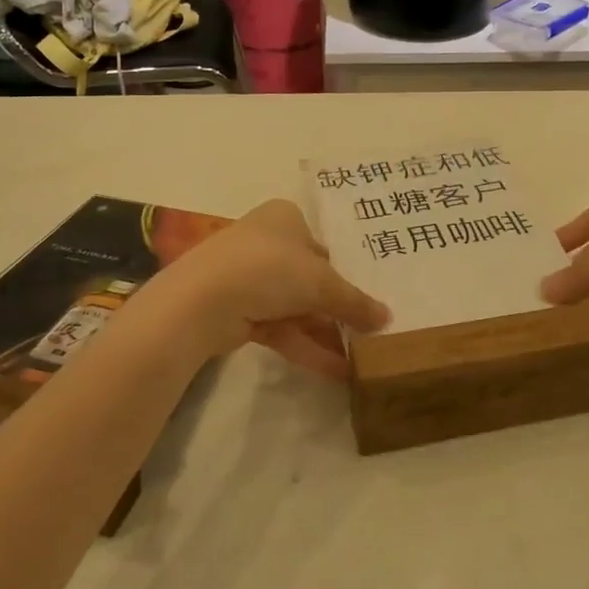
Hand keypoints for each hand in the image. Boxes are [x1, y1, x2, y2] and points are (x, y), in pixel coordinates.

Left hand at [149, 200, 388, 376]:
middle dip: (340, 308)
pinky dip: (307, 346)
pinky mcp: (239, 311)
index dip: (348, 271)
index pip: (324, 244)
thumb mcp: (322, 282)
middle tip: (372, 332)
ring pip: (298, 306)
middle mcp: (267, 242)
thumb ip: (355, 302)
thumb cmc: (269, 269)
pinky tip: (337, 370)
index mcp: (285, 218)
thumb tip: (387, 319)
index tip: (372, 297)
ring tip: (361, 358)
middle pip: (312, 278)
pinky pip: (282, 328)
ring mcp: (250, 277)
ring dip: (327, 333)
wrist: (202, 301)